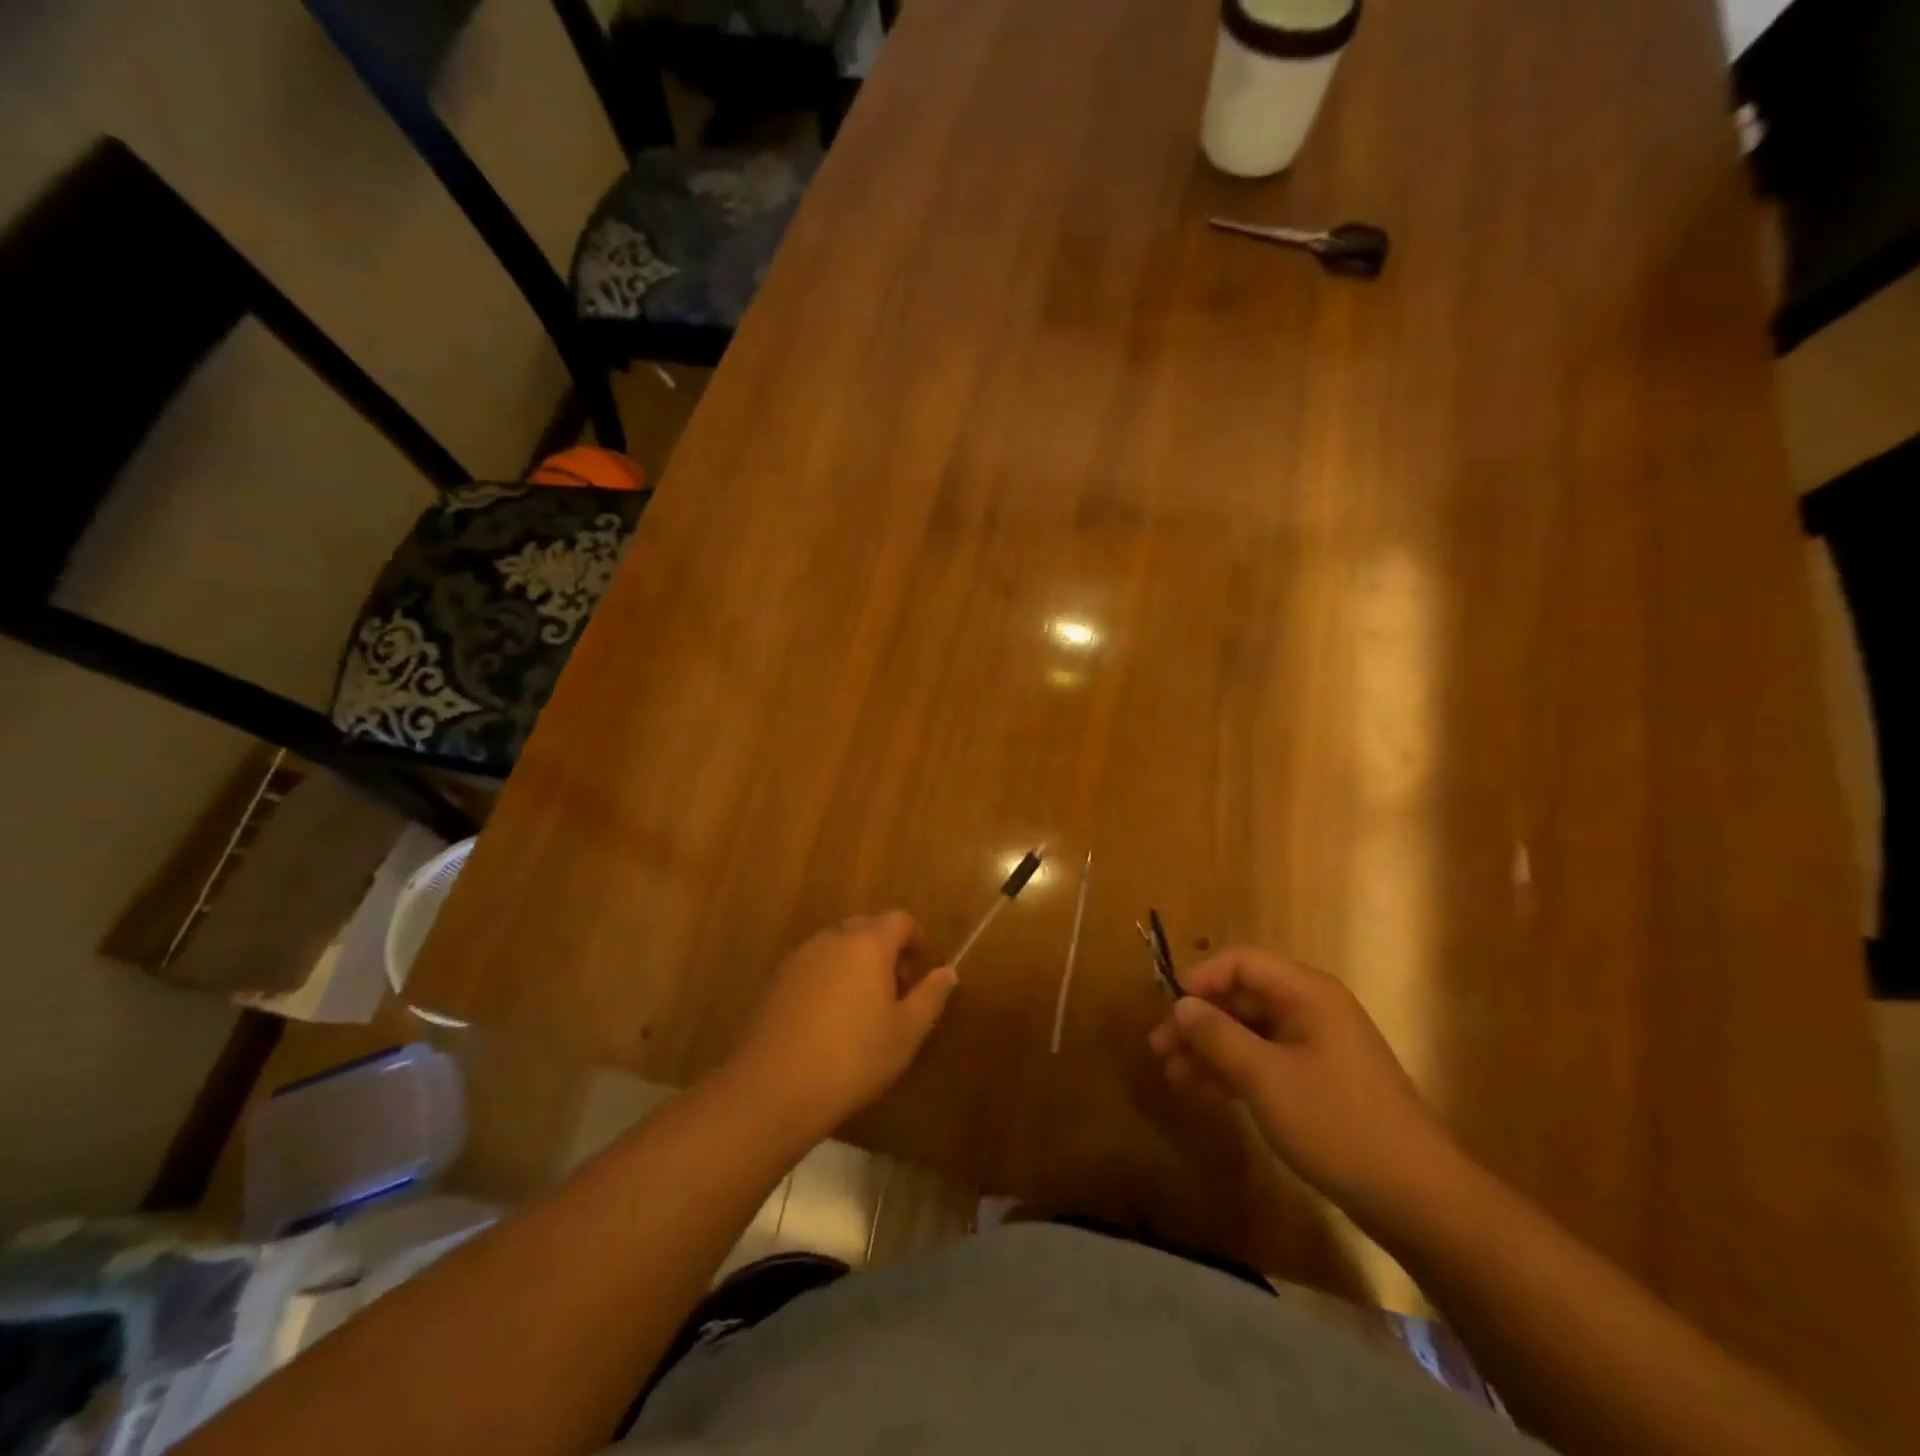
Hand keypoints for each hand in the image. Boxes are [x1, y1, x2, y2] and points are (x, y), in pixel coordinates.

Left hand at [729, 912, 957, 1136]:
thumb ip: (930, 996)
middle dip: (884, 949)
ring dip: (854, 963)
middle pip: (866, 927)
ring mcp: (800, 957)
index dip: (915, 939)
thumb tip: (947, 971)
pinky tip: (827, 1020)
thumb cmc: (854, 1057)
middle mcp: (832, 939)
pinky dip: (828, 979)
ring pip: (837, 946)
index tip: (920, 970)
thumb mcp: (906, 1032)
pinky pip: (813, 966)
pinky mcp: (776, 980)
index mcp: (868, 943)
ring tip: (861, 1008)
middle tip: (894, 990)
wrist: (774, 1088)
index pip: (899, 920)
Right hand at [1148, 947, 1458, 1225]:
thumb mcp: (1266, 1077)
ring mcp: (1318, 1046)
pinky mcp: (1320, 1080)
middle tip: (1159, 1050)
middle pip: (1242, 998)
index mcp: (1307, 993)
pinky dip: (1234, 1071)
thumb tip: (1181, 1005)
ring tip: (1173, 1077)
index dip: (1200, 979)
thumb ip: (1218, 1036)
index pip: (1241, 963)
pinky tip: (1205, 1092)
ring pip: (1250, 1032)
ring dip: (1210, 1049)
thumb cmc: (1337, 1124)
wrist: (1417, 1198)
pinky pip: (1266, 1059)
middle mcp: (1312, 1009)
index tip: (1169, 1008)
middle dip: (1199, 1021)